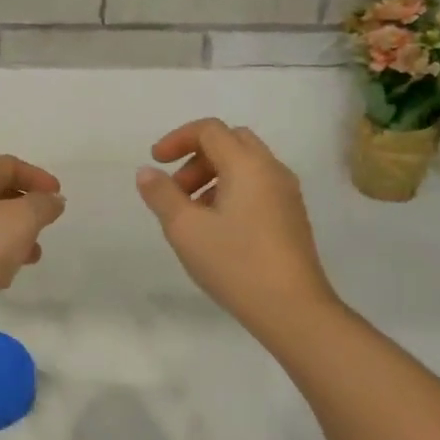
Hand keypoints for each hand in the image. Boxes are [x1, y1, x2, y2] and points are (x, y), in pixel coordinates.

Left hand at [0, 155, 65, 336]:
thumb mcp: (20, 221)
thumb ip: (42, 206)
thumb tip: (52, 200)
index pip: (7, 164)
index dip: (36, 176)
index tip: (58, 196)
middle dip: (26, 208)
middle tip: (46, 226)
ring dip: (14, 236)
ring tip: (33, 256)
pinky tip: (5, 278)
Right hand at [136, 119, 338, 338]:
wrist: (293, 309)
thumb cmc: (235, 263)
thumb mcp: (185, 229)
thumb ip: (162, 195)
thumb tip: (147, 172)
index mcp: (247, 165)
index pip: (210, 130)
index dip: (177, 139)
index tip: (156, 162)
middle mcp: (272, 170)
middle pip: (231, 142)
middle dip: (197, 157)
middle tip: (176, 189)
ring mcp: (287, 194)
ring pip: (245, 165)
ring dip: (213, 176)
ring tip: (192, 214)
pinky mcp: (292, 217)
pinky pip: (257, 186)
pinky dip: (232, 191)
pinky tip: (218, 228)